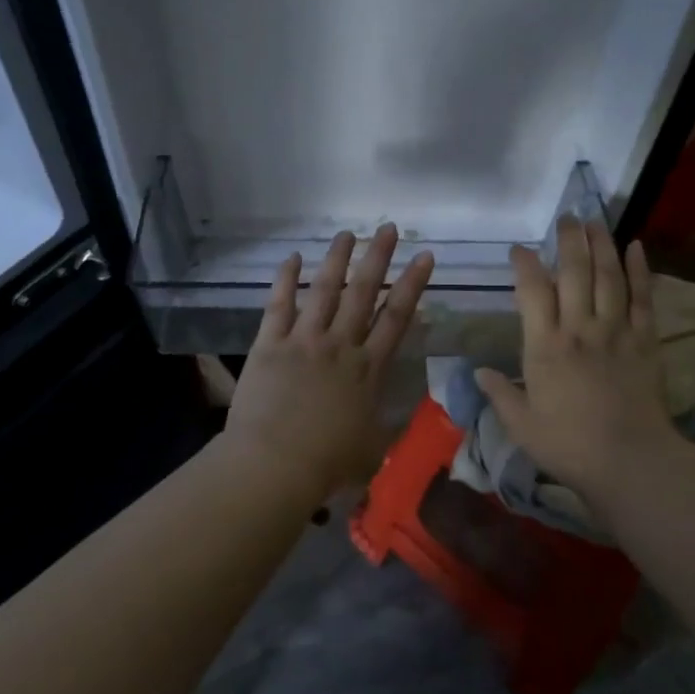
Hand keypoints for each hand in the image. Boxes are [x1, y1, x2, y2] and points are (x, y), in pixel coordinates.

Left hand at [225, 224, 434, 499]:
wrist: (274, 465)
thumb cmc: (327, 464)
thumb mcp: (373, 447)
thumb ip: (387, 422)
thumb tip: (399, 411)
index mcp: (368, 369)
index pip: (397, 317)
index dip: (413, 284)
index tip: (424, 256)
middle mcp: (340, 345)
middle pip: (363, 292)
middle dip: (378, 257)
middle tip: (388, 228)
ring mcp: (304, 340)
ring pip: (325, 290)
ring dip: (337, 259)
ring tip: (347, 234)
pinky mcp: (270, 343)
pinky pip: (279, 304)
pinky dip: (285, 279)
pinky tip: (292, 257)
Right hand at [476, 218, 691, 504]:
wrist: (631, 462)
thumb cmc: (569, 445)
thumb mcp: (521, 425)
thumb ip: (499, 394)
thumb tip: (478, 371)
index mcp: (545, 345)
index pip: (532, 290)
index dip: (525, 264)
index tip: (519, 248)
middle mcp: (579, 328)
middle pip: (574, 272)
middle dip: (568, 240)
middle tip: (565, 217)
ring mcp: (615, 331)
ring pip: (608, 276)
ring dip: (601, 244)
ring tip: (594, 221)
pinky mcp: (645, 341)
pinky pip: (643, 297)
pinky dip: (640, 270)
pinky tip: (636, 246)